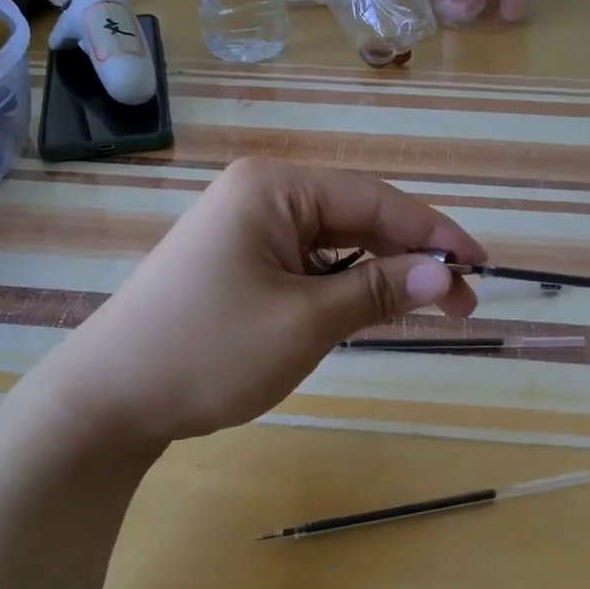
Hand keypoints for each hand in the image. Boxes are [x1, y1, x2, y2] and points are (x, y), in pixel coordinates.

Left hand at [38, 158, 484, 447]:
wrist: (108, 400)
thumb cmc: (208, 352)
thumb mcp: (305, 322)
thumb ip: (377, 291)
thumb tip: (444, 274)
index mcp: (274, 188)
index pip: (374, 200)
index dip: (433, 232)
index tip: (481, 265)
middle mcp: (262, 195)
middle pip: (356, 218)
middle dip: (409, 257)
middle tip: (462, 298)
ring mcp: (247, 229)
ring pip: (335, 244)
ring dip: (380, 274)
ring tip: (429, 306)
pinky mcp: (240, 262)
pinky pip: (308, 265)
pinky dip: (343, 286)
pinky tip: (374, 308)